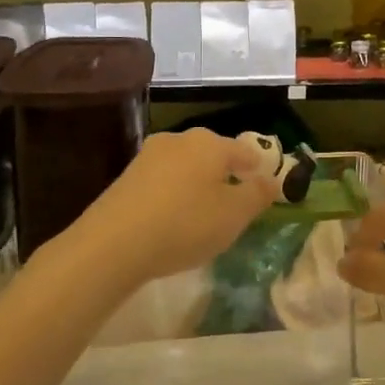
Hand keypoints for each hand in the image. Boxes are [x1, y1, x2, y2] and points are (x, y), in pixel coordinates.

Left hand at [75, 128, 282, 285]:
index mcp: (210, 143)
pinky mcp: (127, 177)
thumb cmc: (185, 224)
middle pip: (213, 155)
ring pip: (186, 167)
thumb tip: (272, 179)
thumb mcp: (234, 215)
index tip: (264, 189)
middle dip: (226, 175)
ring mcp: (149, 156)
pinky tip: (173, 220)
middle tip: (235, 204)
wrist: (112, 244)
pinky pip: (163, 182)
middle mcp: (179, 139)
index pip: (245, 151)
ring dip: (197, 186)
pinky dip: (174, 196)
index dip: (258, 169)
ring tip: (203, 215)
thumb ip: (258, 195)